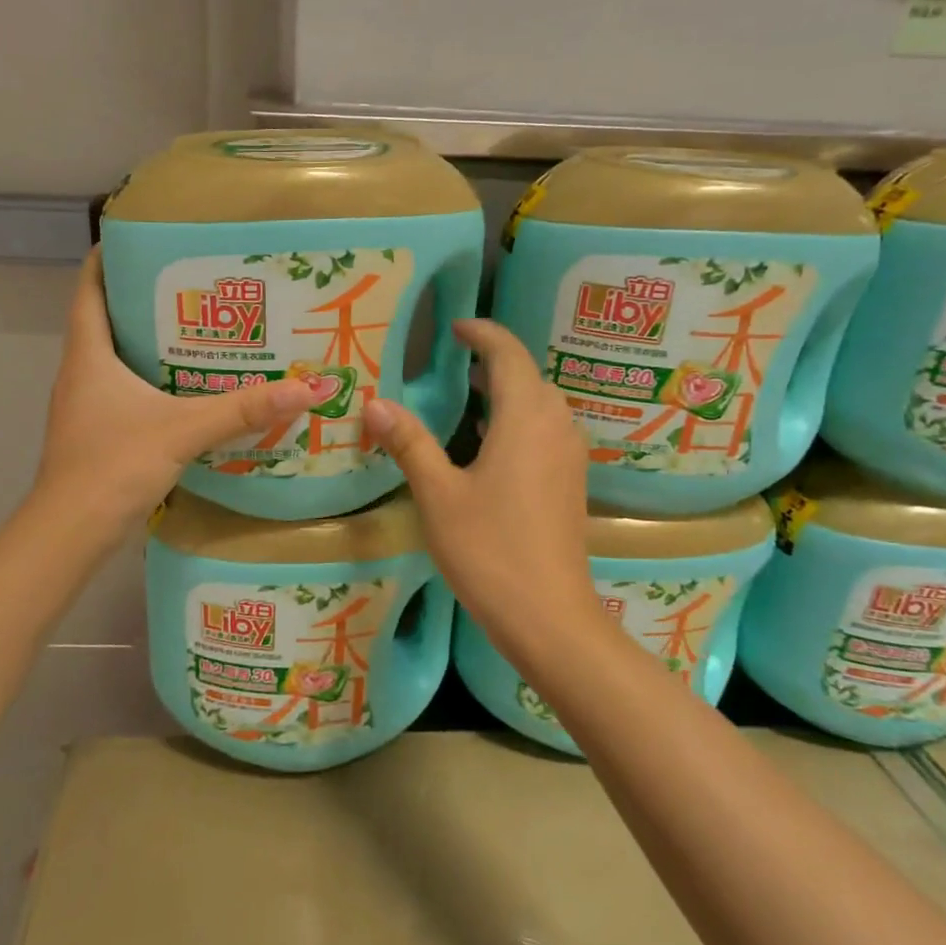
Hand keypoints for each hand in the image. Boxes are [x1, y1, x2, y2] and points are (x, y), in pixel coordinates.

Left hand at [34, 251, 316, 539]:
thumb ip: (241, 409)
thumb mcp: (182, 430)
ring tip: (199, 330)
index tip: (144, 240)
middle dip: (145, 298)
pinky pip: (124, 390)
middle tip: (194, 285)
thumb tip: (305, 389)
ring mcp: (86, 406)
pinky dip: (152, 379)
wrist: (71, 532)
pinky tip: (187, 389)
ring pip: (116, 358)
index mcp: (89, 354)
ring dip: (150, 341)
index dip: (108, 258)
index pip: (89, 288)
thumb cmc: (114, 465)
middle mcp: (81, 373)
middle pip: (106, 319)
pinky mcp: (97, 433)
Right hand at [361, 319, 599, 649]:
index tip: (455, 326)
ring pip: (541, 403)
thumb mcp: (438, 494)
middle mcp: (556, 426)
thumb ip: (409, 443)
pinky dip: (519, 419)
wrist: (549, 617)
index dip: (483, 333)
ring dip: (509, 390)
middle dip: (495, 360)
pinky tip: (491, 443)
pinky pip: (546, 430)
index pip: (508, 354)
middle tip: (455, 361)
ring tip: (470, 393)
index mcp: (525, 418)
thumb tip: (375, 402)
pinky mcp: (570, 483)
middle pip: (529, 375)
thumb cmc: (489, 550)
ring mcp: (568, 456)